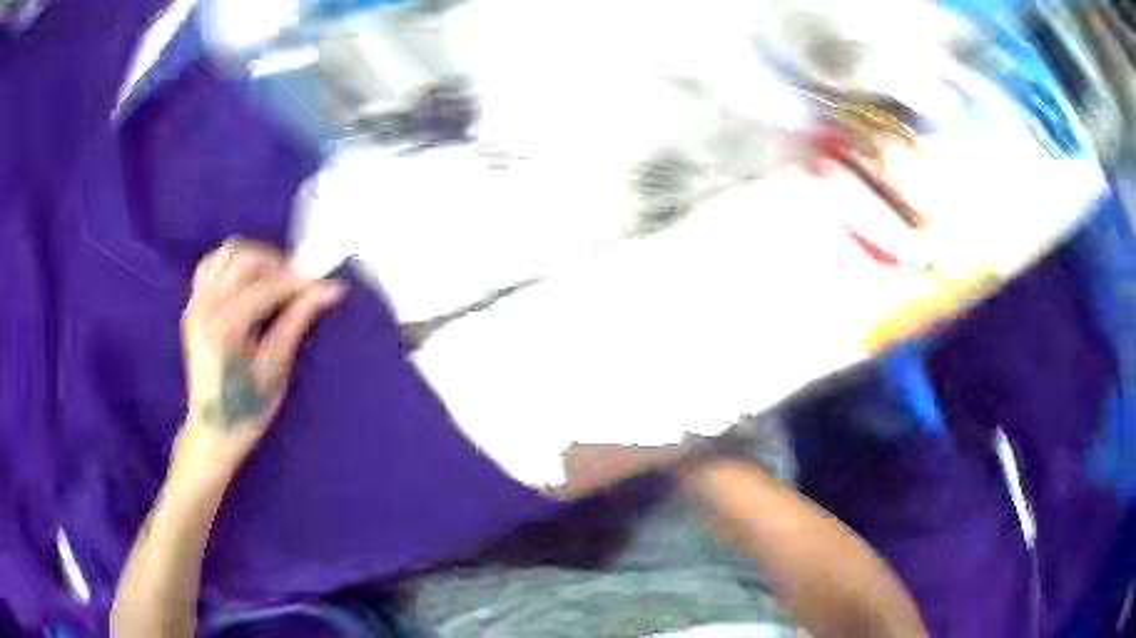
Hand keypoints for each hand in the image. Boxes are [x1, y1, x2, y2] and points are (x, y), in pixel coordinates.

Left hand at [172, 239, 344, 486]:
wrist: (212, 431)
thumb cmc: (247, 408)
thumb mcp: (276, 369)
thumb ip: (296, 321)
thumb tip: (328, 290)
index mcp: (226, 326)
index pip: (268, 286)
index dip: (300, 282)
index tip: (327, 284)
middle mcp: (207, 305)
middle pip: (246, 259)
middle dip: (279, 265)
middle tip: (301, 285)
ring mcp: (196, 302)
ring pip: (227, 253)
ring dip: (256, 259)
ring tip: (275, 280)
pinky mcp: (192, 305)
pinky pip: (211, 265)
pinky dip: (232, 263)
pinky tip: (248, 281)